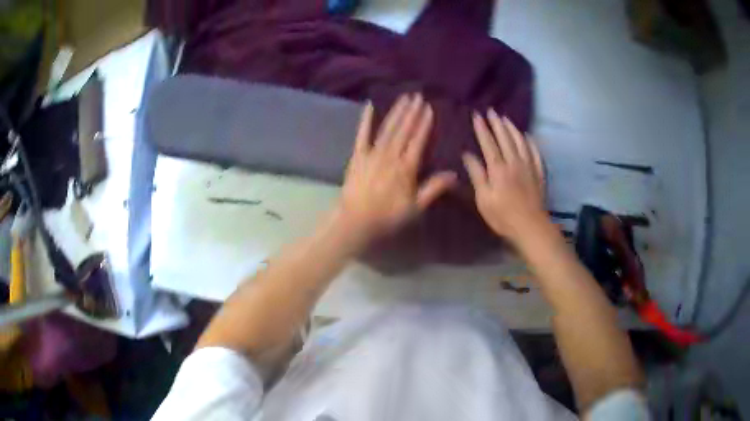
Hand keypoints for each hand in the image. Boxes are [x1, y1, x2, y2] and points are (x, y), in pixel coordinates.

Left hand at [337, 94, 456, 243]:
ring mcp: (372, 154)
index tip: (429, 108)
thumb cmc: (388, 217)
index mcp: (406, 168)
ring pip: (387, 129)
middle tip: (418, 96)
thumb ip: (434, 188)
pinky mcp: (357, 156)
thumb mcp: (416, 207)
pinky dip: (366, 120)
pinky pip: (362, 135)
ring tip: (404, 98)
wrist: (356, 222)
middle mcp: (391, 156)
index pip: (418, 140)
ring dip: (396, 112)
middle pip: (403, 130)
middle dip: (412, 112)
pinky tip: (370, 106)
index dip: (424, 124)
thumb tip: (454, 174)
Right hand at [462, 109, 547, 243]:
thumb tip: (467, 154)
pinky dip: (530, 142)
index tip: (476, 115)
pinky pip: (535, 152)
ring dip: (512, 128)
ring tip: (506, 118)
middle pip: (505, 138)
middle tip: (491, 110)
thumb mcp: (483, 199)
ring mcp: (529, 166)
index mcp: (498, 169)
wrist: (531, 227)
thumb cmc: (503, 216)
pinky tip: (527, 136)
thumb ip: (477, 175)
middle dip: (497, 123)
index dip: (482, 128)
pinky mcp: (539, 173)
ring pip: (521, 141)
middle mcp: (514, 162)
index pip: (488, 143)